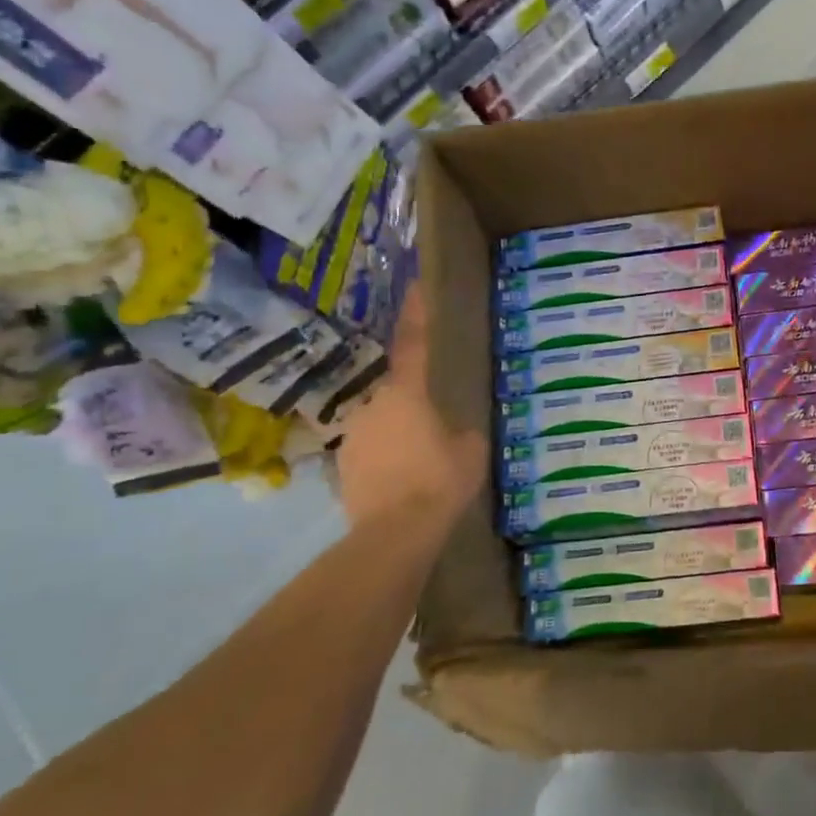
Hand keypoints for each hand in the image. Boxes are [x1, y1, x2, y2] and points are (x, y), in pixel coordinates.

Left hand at [336, 286, 486, 528]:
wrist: (395, 531)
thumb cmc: (440, 480)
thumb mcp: (471, 451)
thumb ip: (463, 431)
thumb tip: (456, 429)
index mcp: (407, 392)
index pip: (413, 342)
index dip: (416, 313)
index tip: (414, 285)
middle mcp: (373, 404)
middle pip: (396, 391)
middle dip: (413, 401)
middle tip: (435, 422)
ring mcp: (354, 435)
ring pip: (382, 423)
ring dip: (399, 433)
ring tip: (421, 461)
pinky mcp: (343, 466)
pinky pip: (371, 452)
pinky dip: (386, 459)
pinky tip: (403, 481)